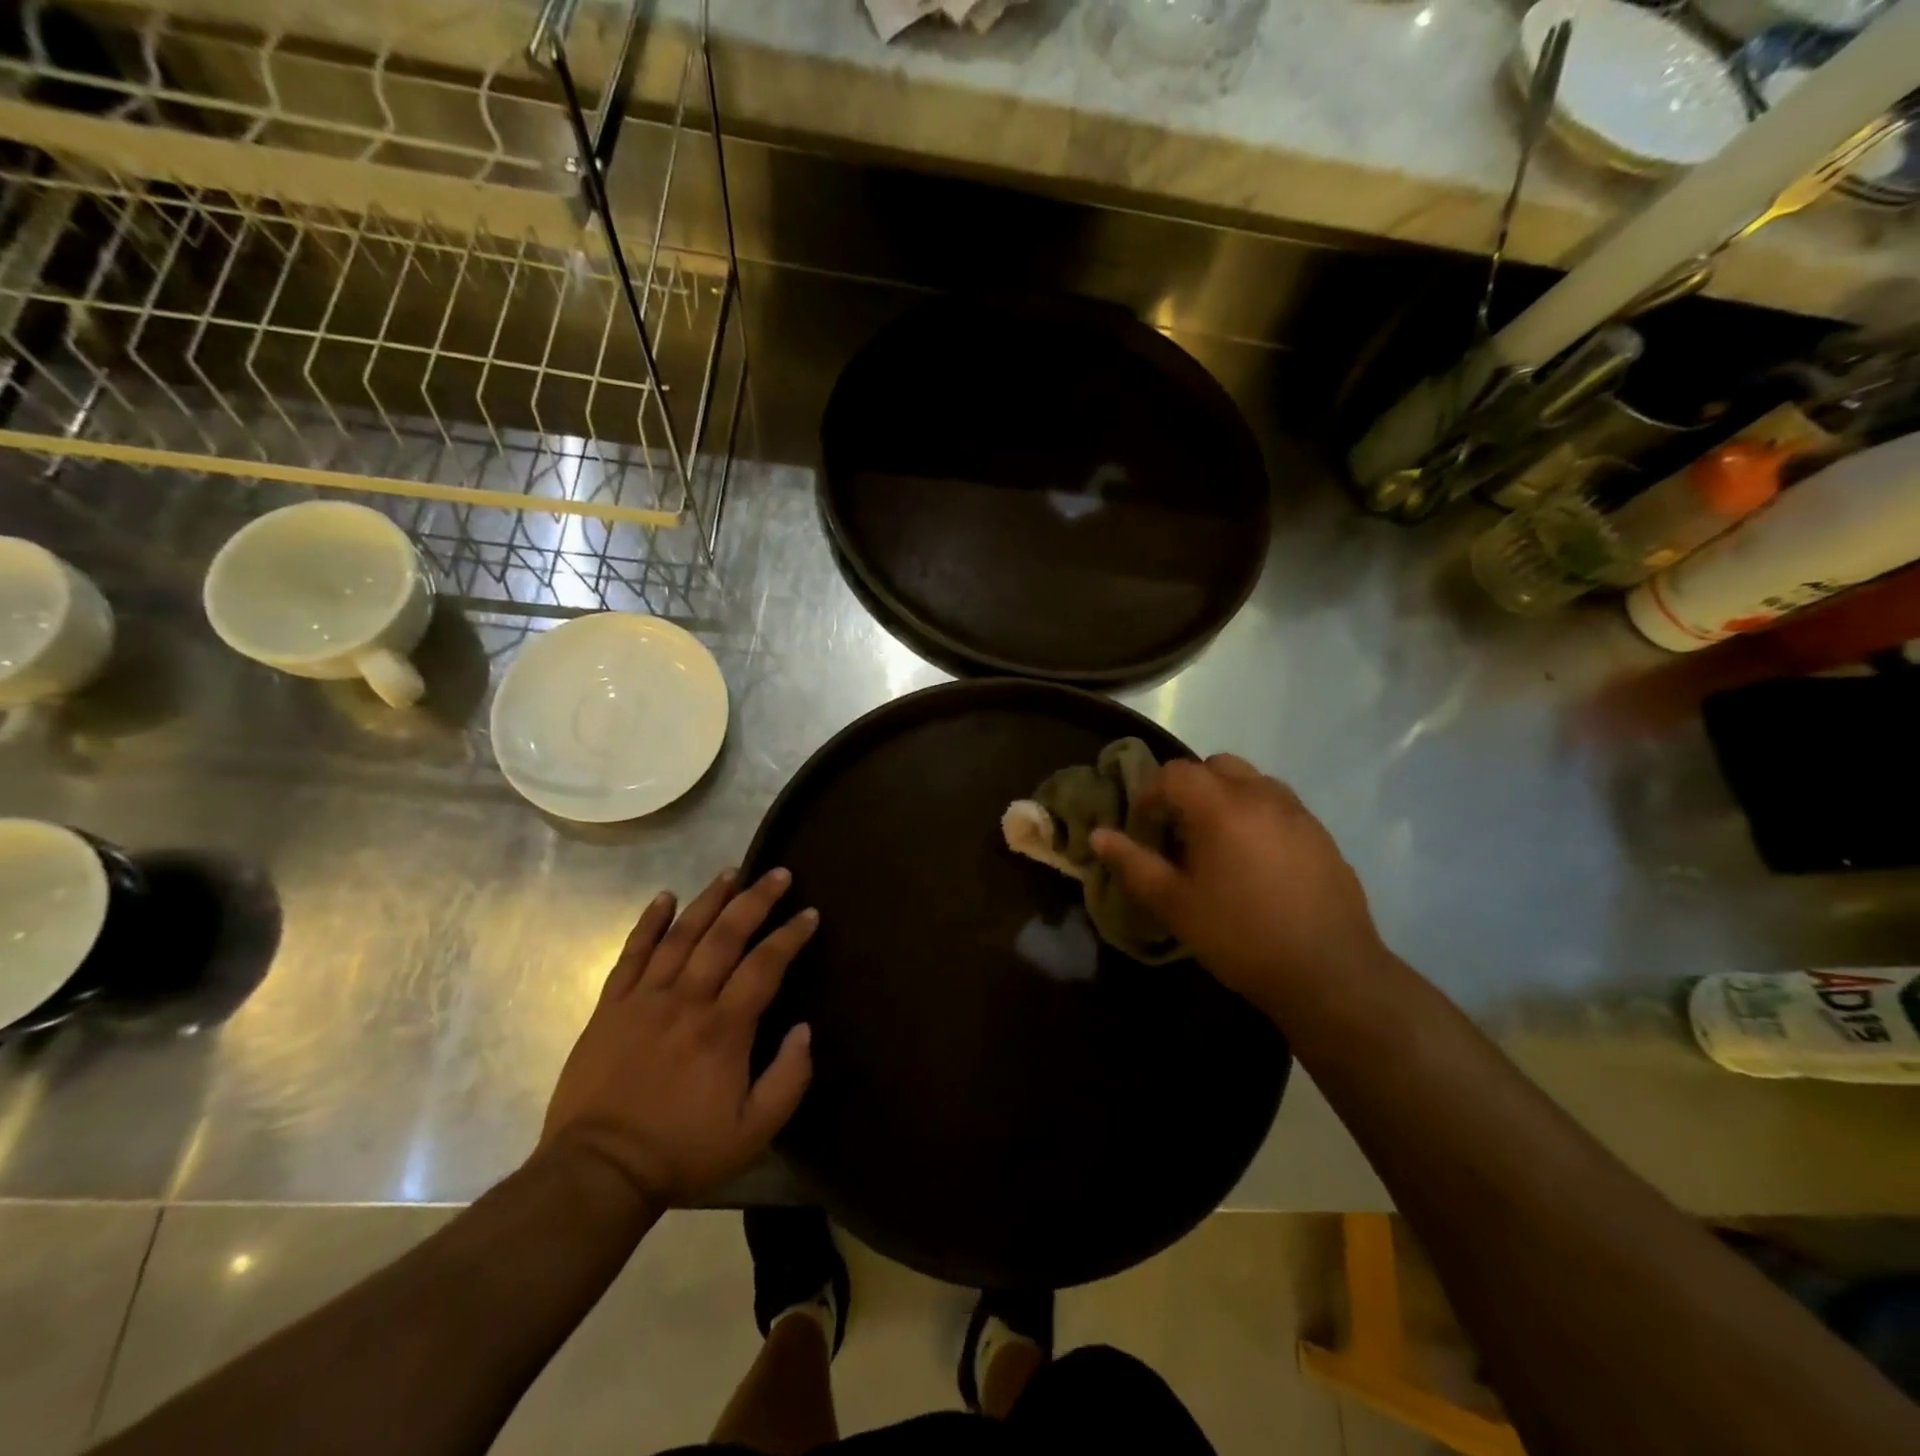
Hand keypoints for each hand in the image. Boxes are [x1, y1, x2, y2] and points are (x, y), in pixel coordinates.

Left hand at [538, 868, 816, 1206]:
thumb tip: (804, 1029)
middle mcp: (686, 1001)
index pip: (765, 965)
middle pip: (725, 936)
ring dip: (709, 899)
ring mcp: (644, 1000)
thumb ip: (788, 1079)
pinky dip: (648, 922)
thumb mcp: (753, 1132)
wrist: (598, 1173)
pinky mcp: (610, 1008)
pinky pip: (631, 954)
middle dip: (755, 900)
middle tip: (777, 873)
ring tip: (730, 872)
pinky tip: (665, 897)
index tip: (809, 913)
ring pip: (681, 935)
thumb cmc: (682, 1151)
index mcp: (724, 1029)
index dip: (790, 935)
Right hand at [1092, 756, 1388, 1016]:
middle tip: (1179, 828)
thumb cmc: (1240, 936)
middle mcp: (1262, 796)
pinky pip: (1280, 806)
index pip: (1176, 773)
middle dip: (1191, 787)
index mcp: (1221, 806)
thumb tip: (1098, 835)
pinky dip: (1257, 815)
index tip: (1144, 824)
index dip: (1151, 792)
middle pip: (1216, 765)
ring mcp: (1298, 813)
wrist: (1329, 973)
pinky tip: (1256, 862)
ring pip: (1252, 781)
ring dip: (1226, 797)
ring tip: (1218, 842)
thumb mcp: (1175, 904)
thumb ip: (1133, 863)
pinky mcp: (1322, 835)